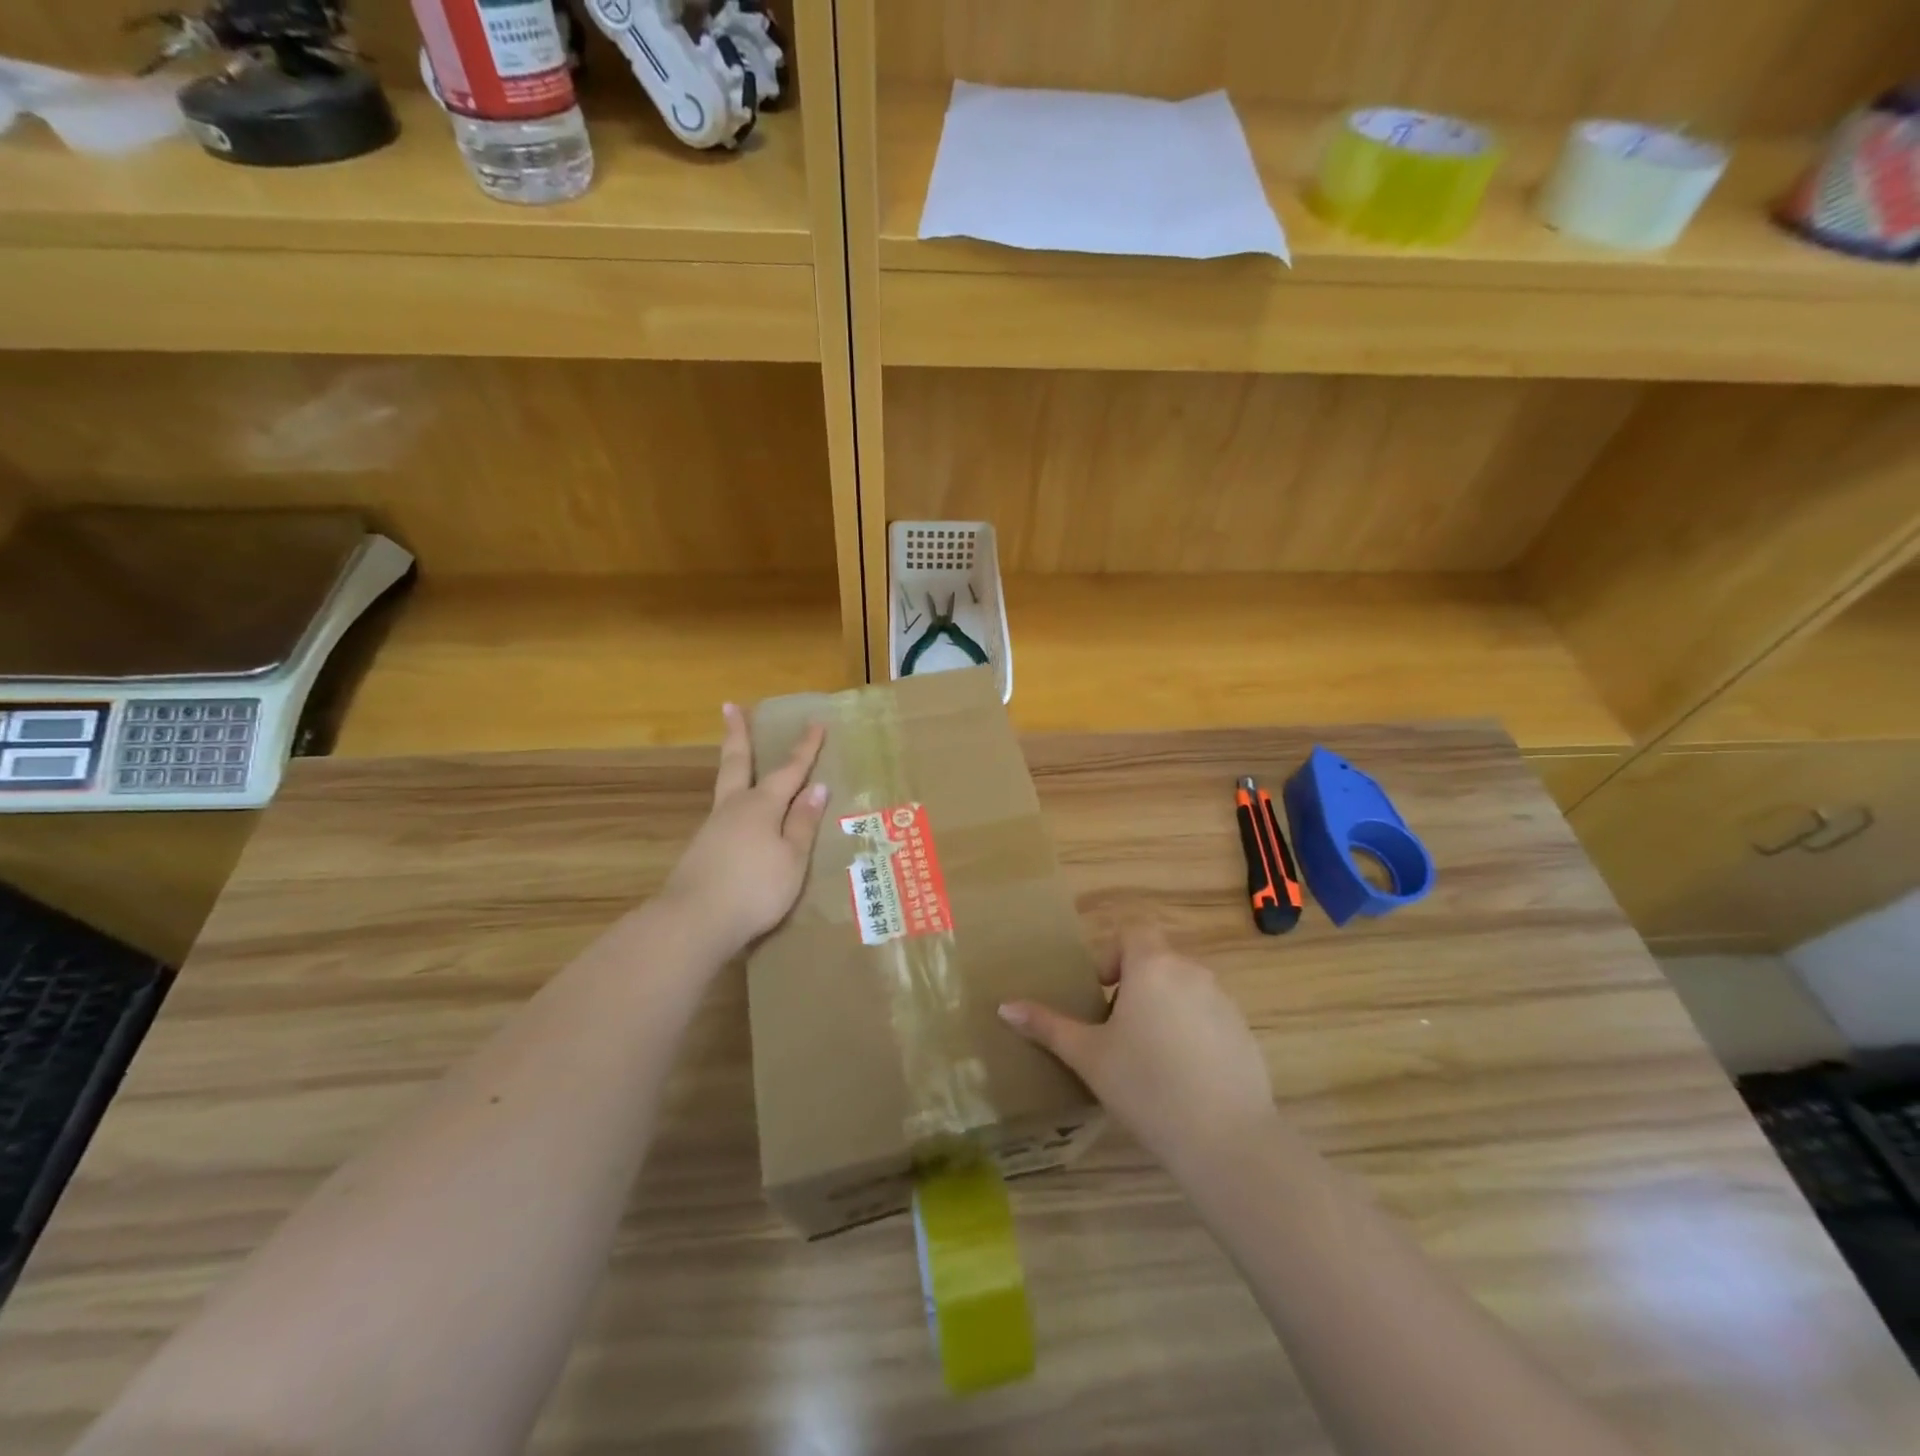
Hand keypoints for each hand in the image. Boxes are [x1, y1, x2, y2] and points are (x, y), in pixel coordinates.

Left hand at [661, 703, 829, 957]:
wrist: (693, 921)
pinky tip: (737, 816)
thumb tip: (816, 788)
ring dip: (732, 764)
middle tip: (729, 707)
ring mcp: (713, 828)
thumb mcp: (792, 858)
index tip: (815, 723)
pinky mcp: (701, 850)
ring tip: (738, 755)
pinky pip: (724, 815)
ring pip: (727, 787)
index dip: (804, 748)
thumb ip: (802, 823)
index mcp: (761, 806)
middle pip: (737, 763)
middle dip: (738, 734)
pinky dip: (733, 802)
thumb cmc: (754, 889)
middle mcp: (734, 808)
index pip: (789, 770)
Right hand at [999, 924, 1275, 1176]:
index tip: (1102, 994)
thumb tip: (1005, 1006)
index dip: (1113, 954)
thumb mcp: (1088, 1056)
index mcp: (1152, 966)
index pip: (1133, 931)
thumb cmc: (1146, 1086)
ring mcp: (1224, 1001)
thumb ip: (1047, 1026)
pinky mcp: (1245, 1032)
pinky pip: (1209, 1016)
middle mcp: (1192, 971)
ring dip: (1164, 1007)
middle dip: (1135, 985)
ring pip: (1184, 988)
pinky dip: (1192, 1031)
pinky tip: (1184, 1076)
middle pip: (1158, 960)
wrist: (1226, 1139)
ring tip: (1149, 1056)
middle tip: (1118, 1030)